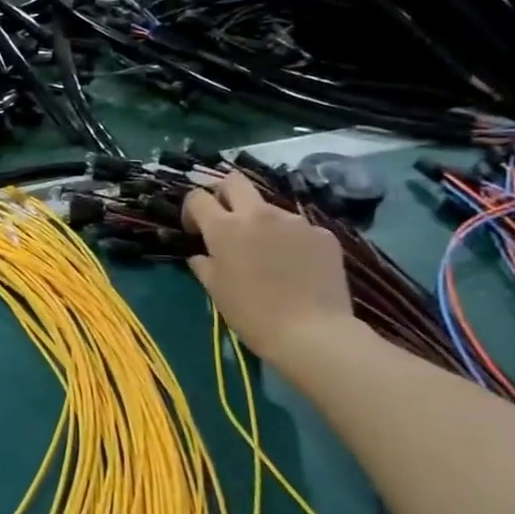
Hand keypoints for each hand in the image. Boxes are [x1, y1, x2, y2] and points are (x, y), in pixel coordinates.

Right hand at [182, 172, 356, 366]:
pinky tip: (296, 267)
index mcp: (225, 227)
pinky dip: (291, 241)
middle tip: (226, 222)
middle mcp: (258, 214)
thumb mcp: (216, 290)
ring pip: (269, 208)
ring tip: (268, 255)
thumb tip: (202, 255)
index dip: (192, 210)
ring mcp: (294, 221)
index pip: (198, 196)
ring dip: (261, 223)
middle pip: (234, 181)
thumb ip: (204, 264)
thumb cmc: (252, 314)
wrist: (312, 332)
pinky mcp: (323, 234)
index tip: (195, 231)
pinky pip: (299, 229)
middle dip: (224, 194)